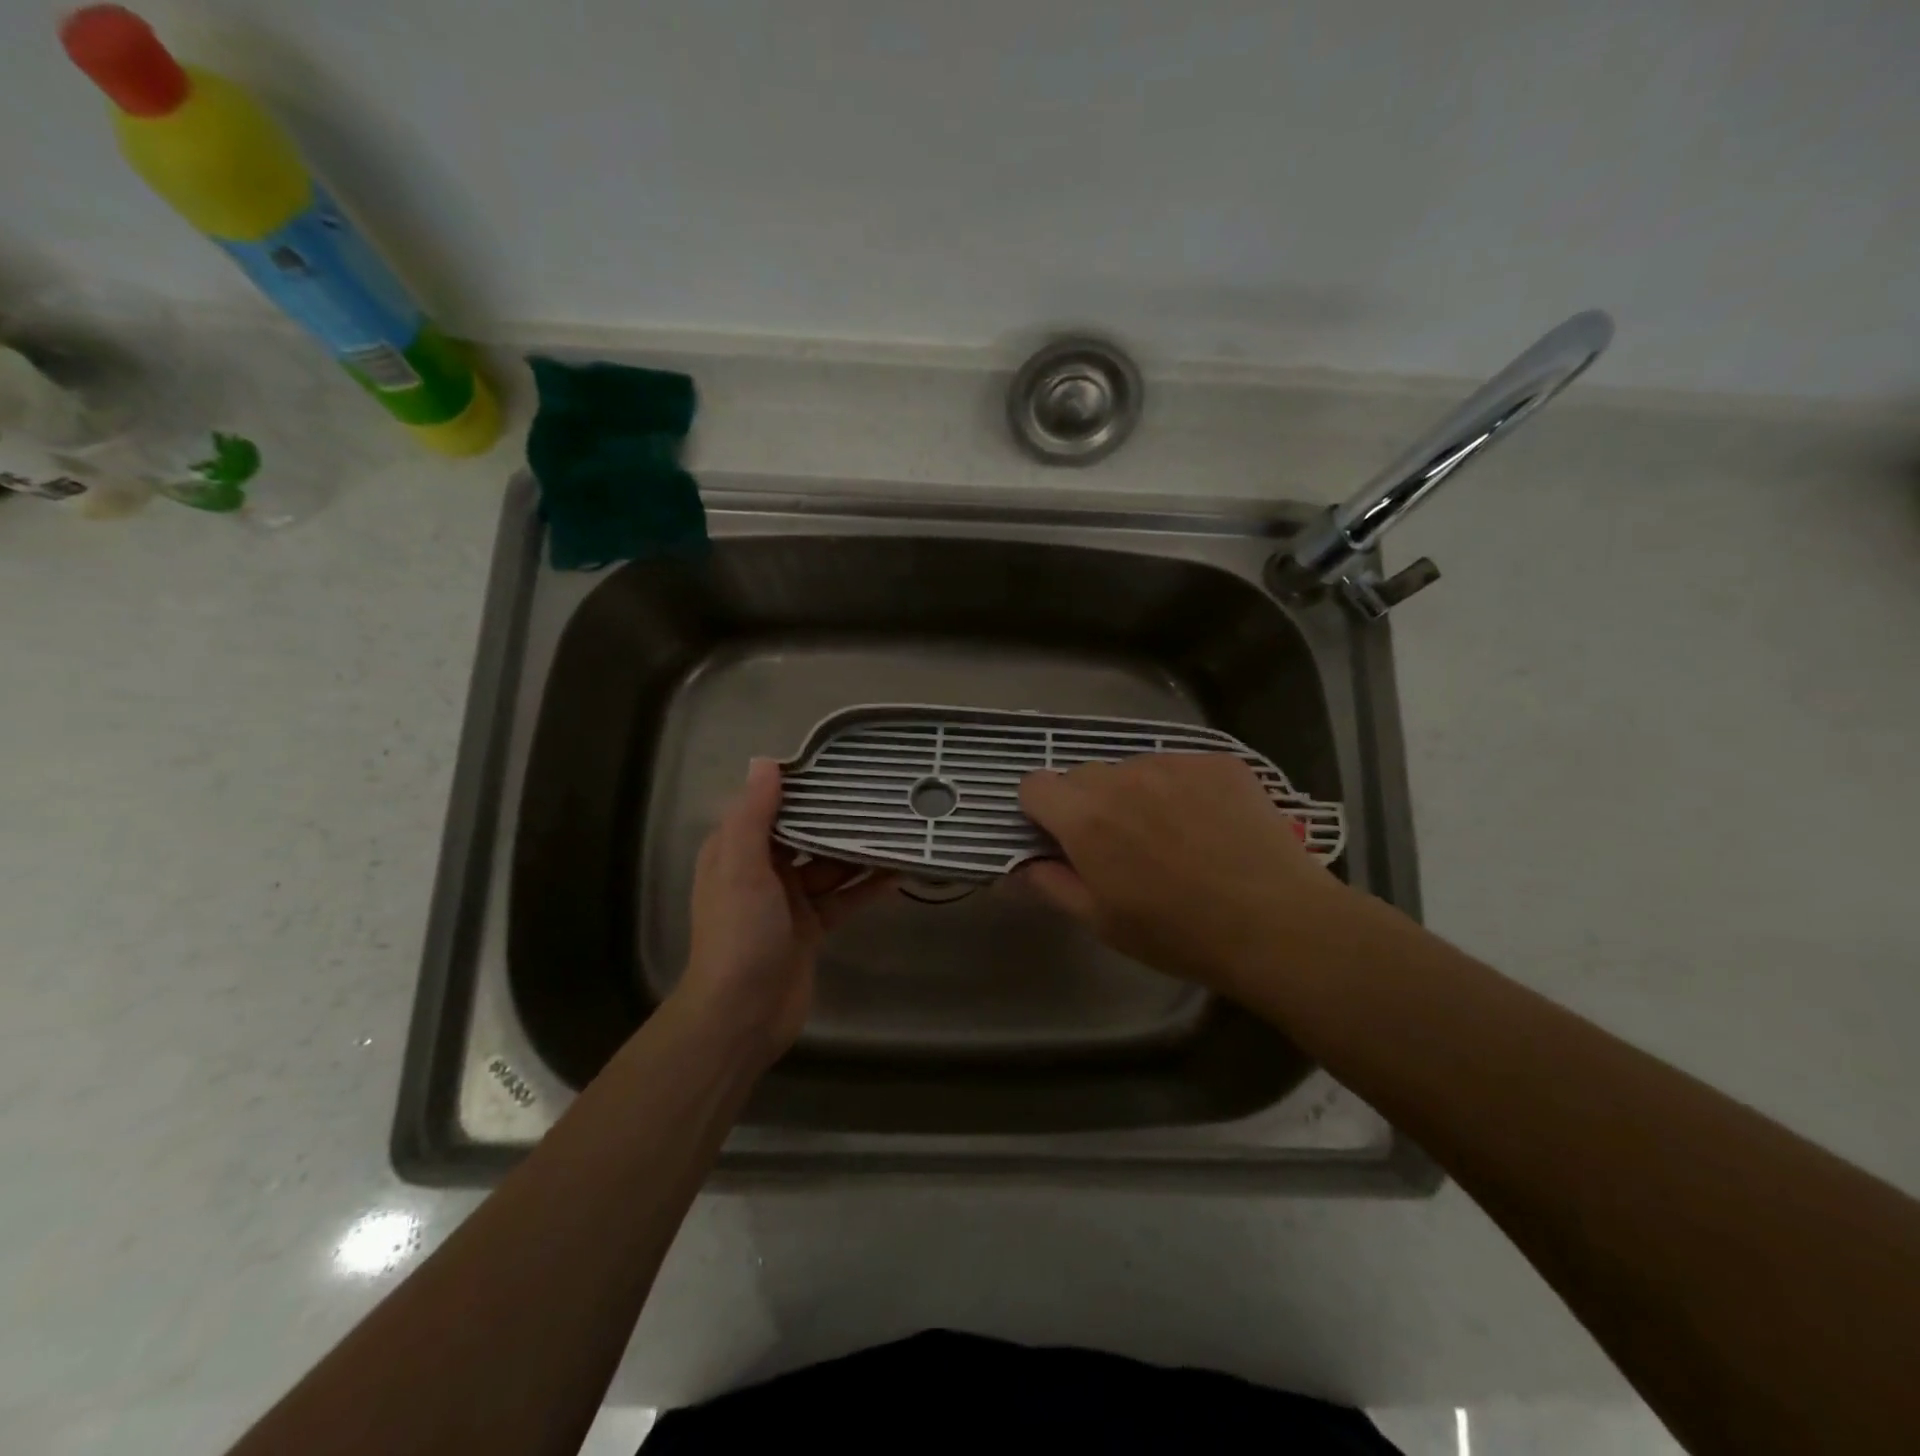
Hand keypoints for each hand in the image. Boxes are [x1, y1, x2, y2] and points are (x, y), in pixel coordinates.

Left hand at [678, 758, 894, 1064]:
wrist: (742, 1014)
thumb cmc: (739, 933)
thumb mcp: (741, 867)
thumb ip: (753, 815)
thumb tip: (766, 762)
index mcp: (737, 851)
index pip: (771, 807)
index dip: (802, 787)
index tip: (840, 766)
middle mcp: (762, 871)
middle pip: (805, 834)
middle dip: (838, 818)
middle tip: (881, 795)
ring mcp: (789, 901)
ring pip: (829, 866)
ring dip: (858, 852)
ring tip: (897, 828)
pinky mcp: (812, 928)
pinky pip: (844, 898)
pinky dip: (867, 887)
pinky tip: (898, 872)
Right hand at [1016, 753, 1359, 996]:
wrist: (1277, 924)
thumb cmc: (1178, 933)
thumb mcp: (1102, 922)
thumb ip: (1050, 884)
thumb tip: (1020, 865)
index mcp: (1086, 818)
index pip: (1035, 785)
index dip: (1042, 812)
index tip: (1062, 839)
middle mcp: (1123, 777)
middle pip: (1082, 775)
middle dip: (1088, 804)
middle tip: (1121, 845)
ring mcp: (1173, 763)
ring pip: (1132, 769)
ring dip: (1135, 794)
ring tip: (1172, 836)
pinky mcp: (1217, 761)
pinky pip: (1178, 766)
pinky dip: (1180, 789)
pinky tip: (1208, 824)